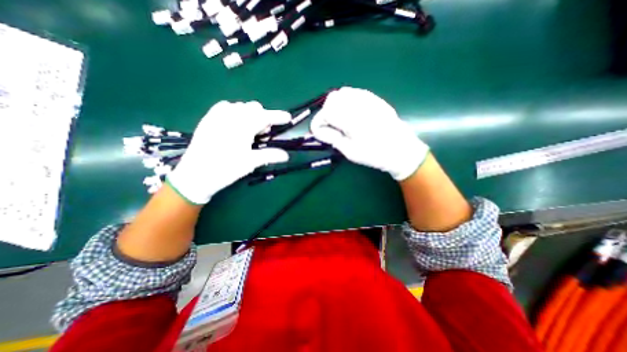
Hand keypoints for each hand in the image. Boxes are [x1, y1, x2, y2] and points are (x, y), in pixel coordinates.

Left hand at [167, 100, 292, 203]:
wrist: (195, 175)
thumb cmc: (225, 169)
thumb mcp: (250, 163)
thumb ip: (270, 155)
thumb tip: (286, 156)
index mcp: (242, 126)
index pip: (265, 116)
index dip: (278, 116)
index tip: (288, 118)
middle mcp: (230, 116)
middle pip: (254, 107)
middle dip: (263, 116)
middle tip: (264, 132)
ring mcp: (217, 116)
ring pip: (240, 106)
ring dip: (250, 114)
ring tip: (250, 129)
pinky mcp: (208, 119)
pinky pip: (226, 107)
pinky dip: (236, 112)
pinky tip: (235, 124)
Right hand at [311, 87, 428, 180]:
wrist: (401, 149)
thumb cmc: (375, 154)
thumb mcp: (350, 152)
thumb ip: (332, 138)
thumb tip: (318, 131)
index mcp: (352, 119)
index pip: (326, 112)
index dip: (318, 122)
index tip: (318, 132)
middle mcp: (359, 104)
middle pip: (332, 99)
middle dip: (326, 112)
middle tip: (330, 127)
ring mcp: (368, 99)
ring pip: (343, 93)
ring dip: (336, 105)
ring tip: (340, 120)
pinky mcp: (374, 98)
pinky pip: (355, 92)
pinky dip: (347, 101)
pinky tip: (351, 113)